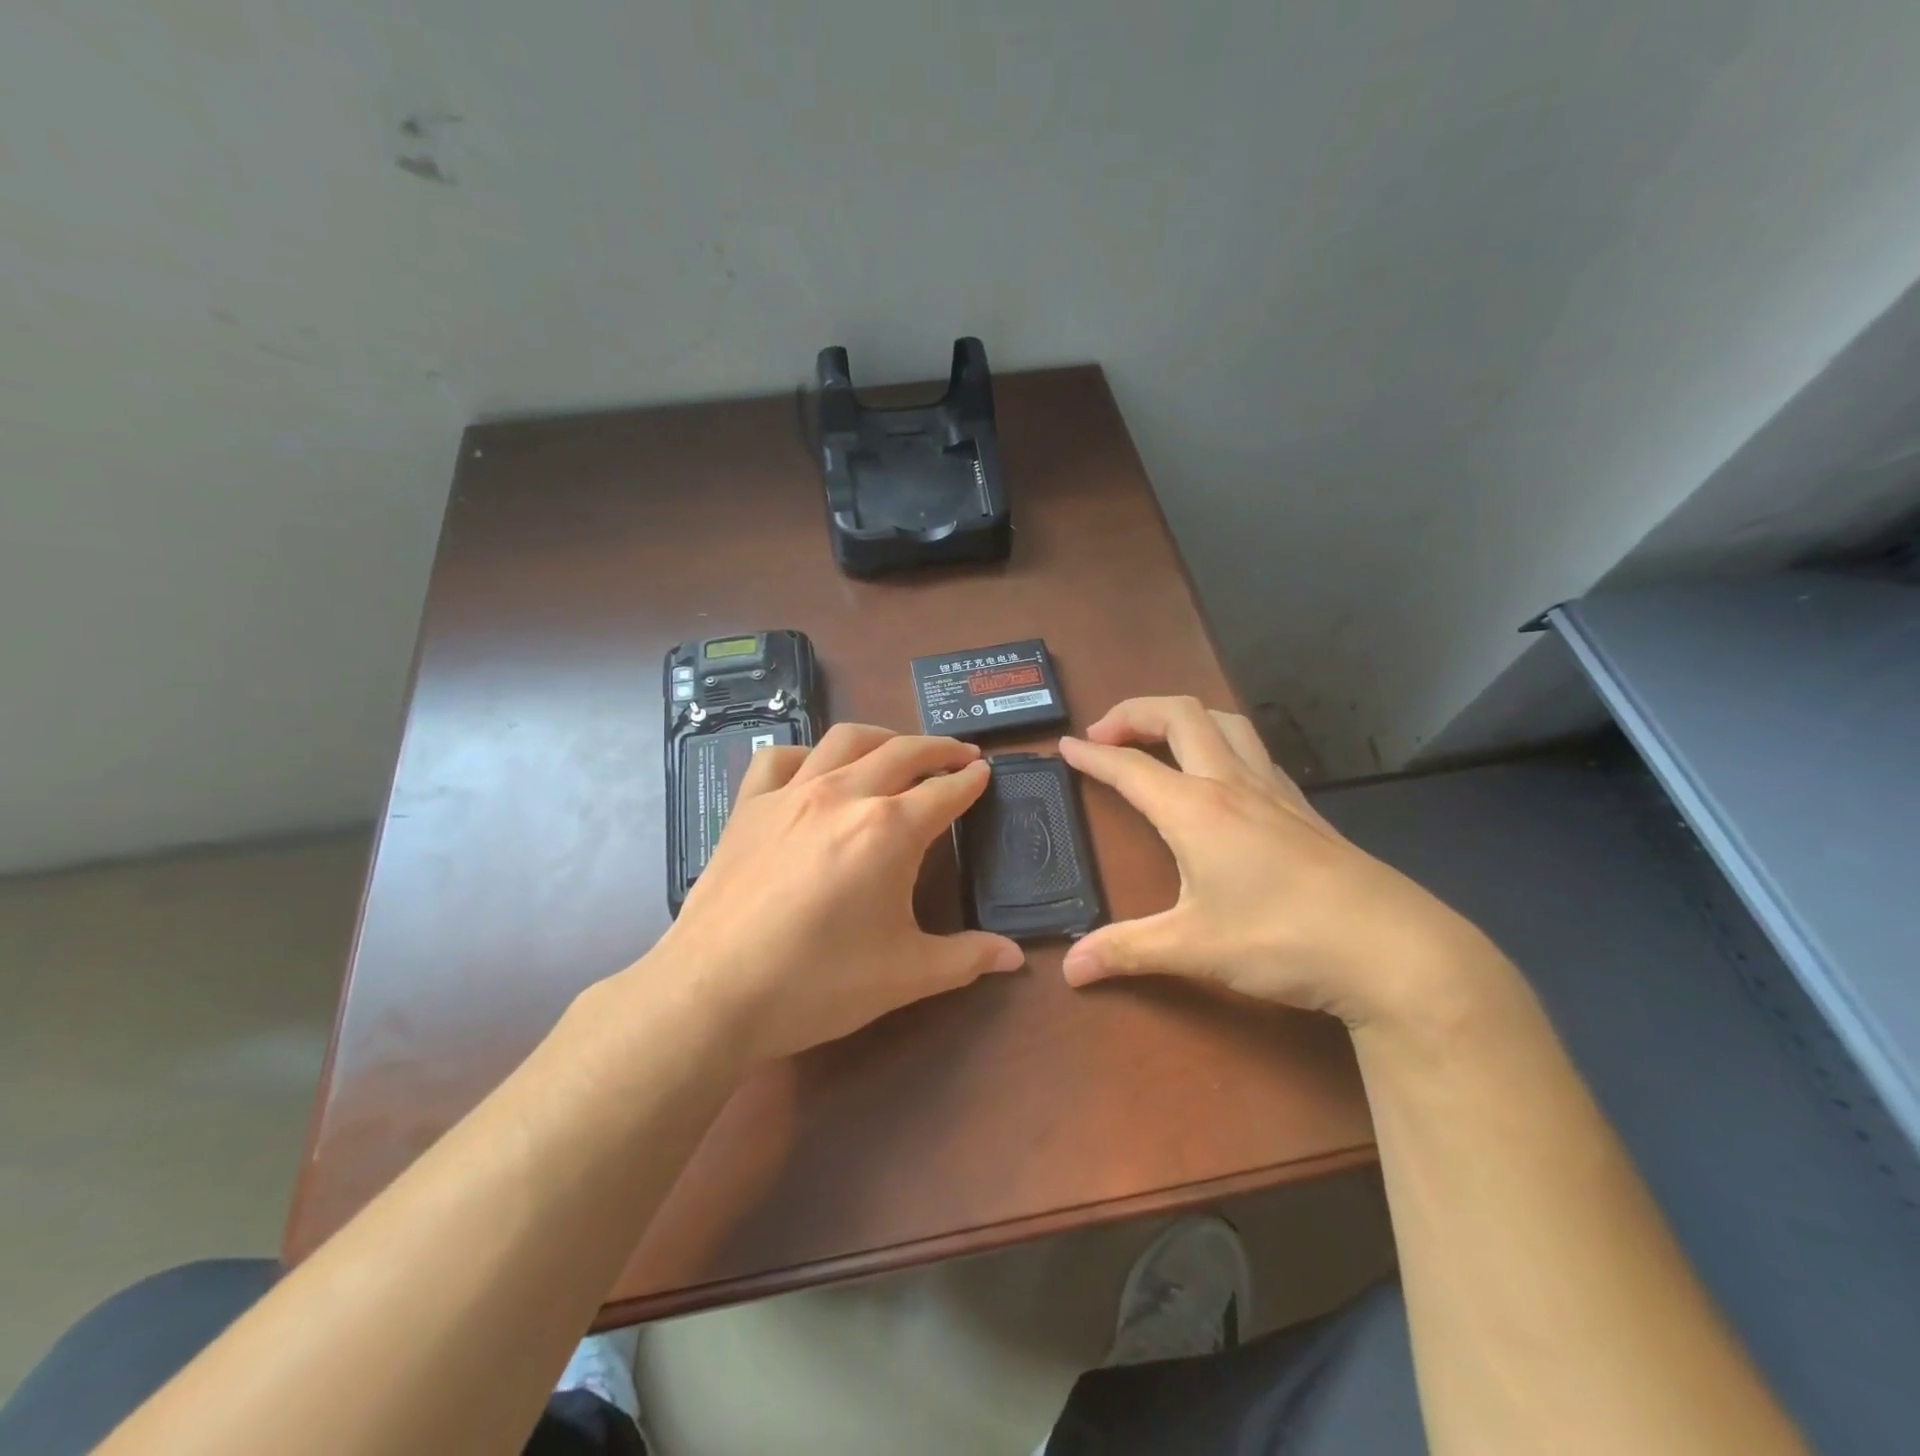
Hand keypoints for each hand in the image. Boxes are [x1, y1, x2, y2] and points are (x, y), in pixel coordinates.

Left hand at [650, 724, 1024, 1064]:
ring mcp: (791, 794)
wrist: (713, 992)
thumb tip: (1014, 957)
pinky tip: (814, 769)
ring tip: (899, 748)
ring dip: (882, 737)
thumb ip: (965, 958)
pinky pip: (779, 758)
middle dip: (939, 748)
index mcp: (889, 829)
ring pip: (845, 740)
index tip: (986, 774)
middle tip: (960, 754)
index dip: (971, 782)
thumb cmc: (818, 983)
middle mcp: (844, 795)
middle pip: (903, 752)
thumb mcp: (905, 975)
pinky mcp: (749, 807)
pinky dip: (806, 754)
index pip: (945, 792)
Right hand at [1057, 697, 1495, 1027]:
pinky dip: (1222, 742)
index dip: (1091, 755)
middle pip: (1180, 714)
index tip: (1064, 747)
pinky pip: (1254, 750)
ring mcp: (1274, 790)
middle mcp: (1231, 783)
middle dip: (1135, 712)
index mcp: (1195, 808)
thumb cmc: (1282, 939)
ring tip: (1159, 738)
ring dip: (1183, 716)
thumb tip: (1069, 969)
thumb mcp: (1193, 948)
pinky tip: (1223, 776)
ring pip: (1225, 721)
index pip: (1130, 766)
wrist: (1392, 948)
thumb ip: (1126, 951)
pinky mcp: (1304, 807)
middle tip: (1105, 733)